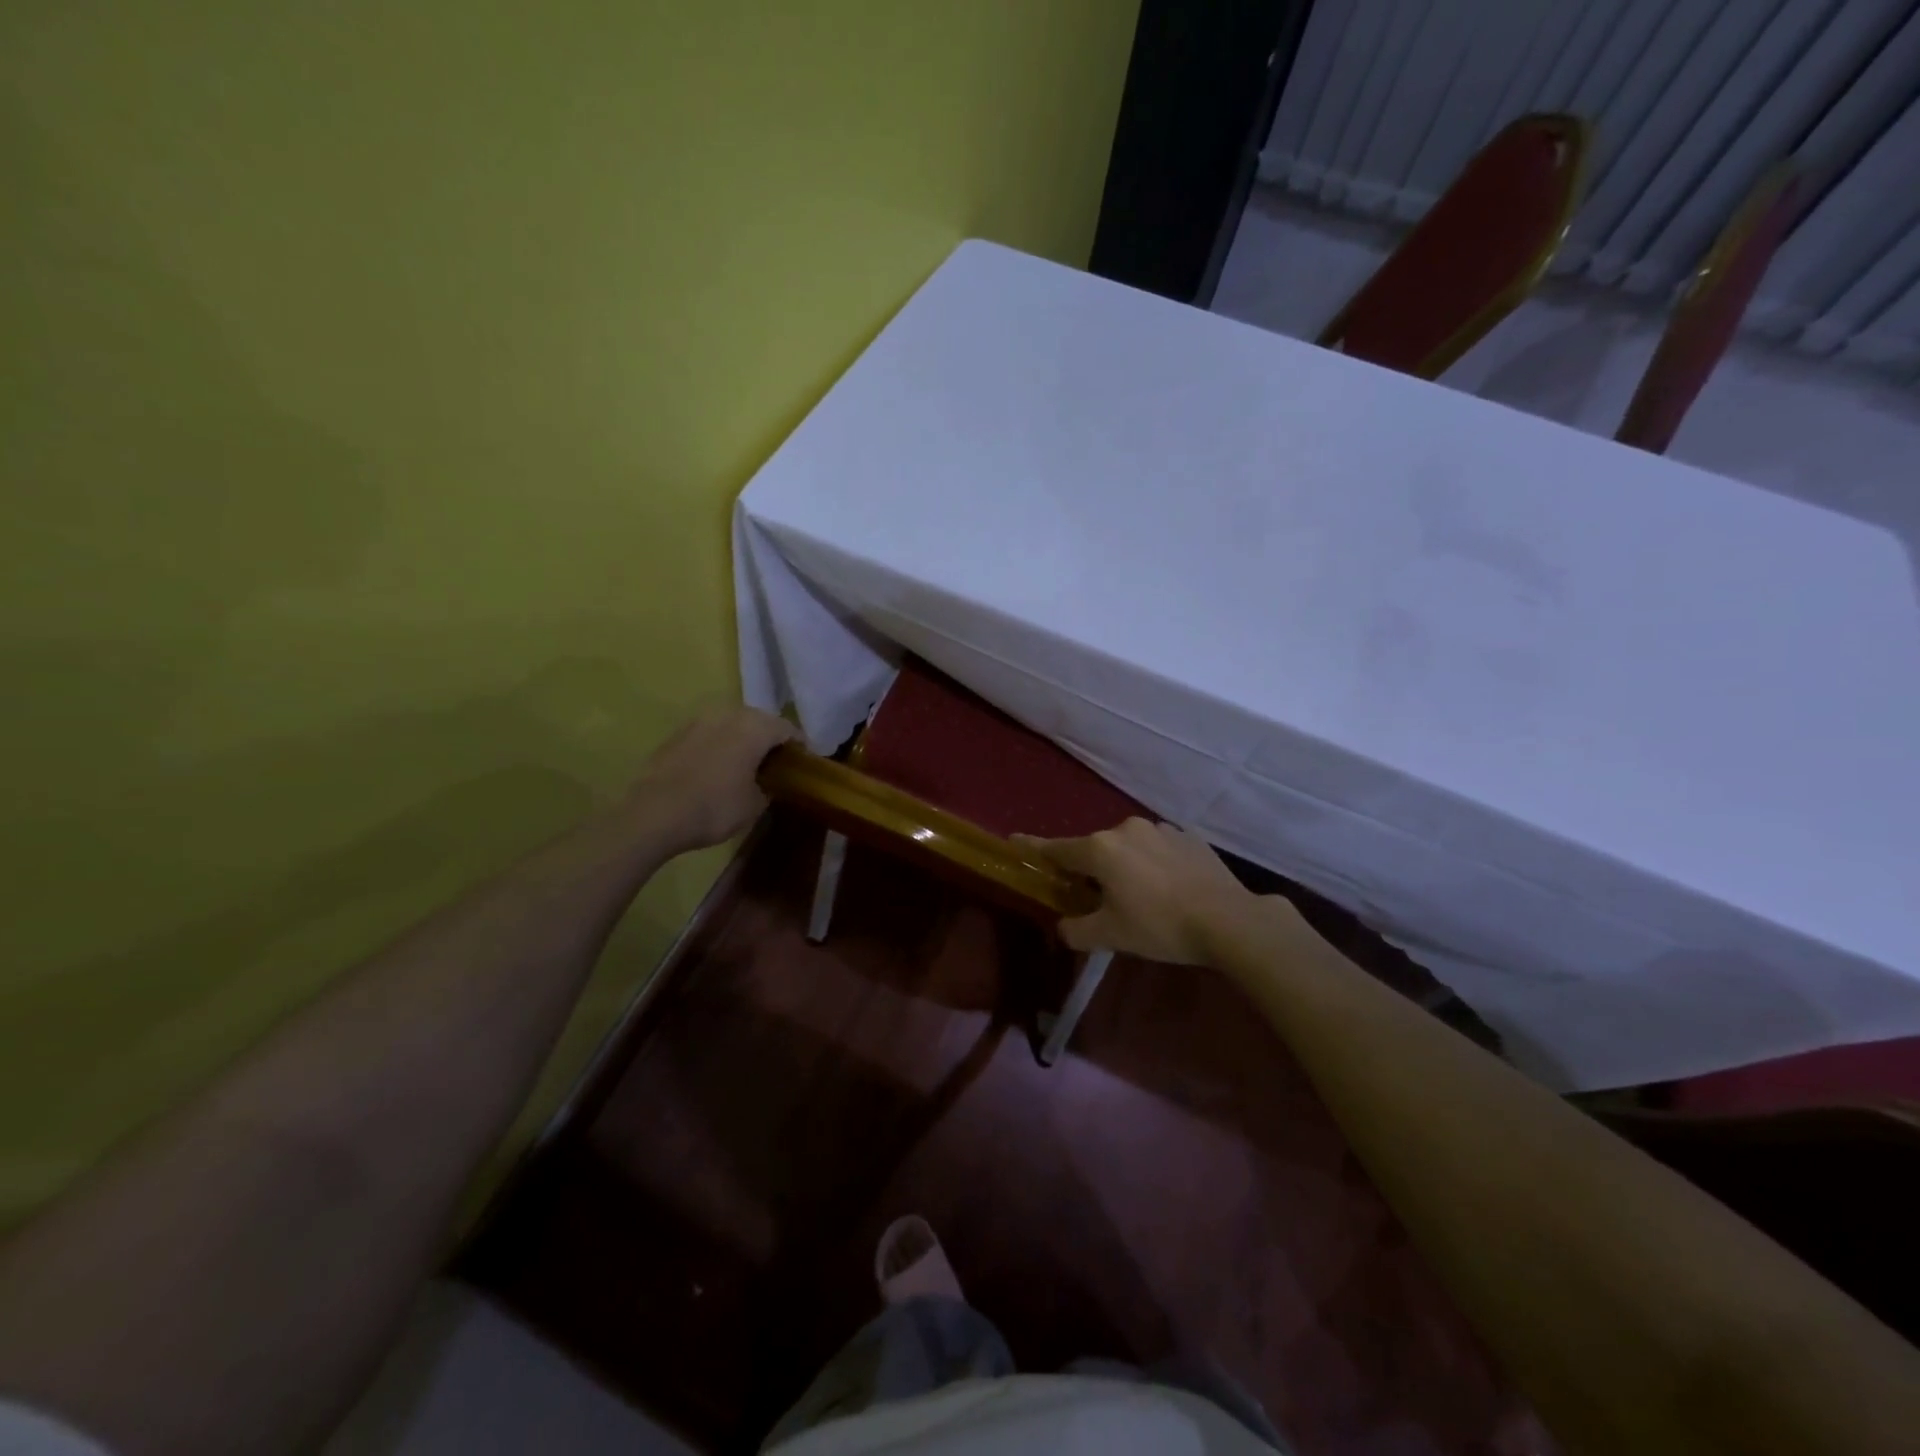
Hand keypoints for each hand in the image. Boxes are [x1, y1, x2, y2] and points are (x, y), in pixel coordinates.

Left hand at [631, 706, 797, 851]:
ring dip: (742, 741)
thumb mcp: (754, 805)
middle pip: (759, 721)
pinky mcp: (676, 734)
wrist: (654, 814)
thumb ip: (768, 787)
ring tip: (746, 765)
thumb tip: (767, 783)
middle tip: (776, 764)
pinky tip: (717, 769)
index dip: (798, 746)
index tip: (803, 764)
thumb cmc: (714, 807)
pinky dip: (719, 747)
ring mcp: (699, 721)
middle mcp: (728, 714)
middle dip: (769, 740)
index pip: (787, 729)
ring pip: (732, 725)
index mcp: (754, 727)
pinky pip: (709, 735)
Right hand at [1018, 818, 1260, 963]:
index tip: (1015, 840)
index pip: (1057, 848)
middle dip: (1092, 869)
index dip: (1034, 848)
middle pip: (1096, 849)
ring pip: (1130, 847)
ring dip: (1127, 865)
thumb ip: (1077, 931)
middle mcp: (1126, 829)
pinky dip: (1155, 864)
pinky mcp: (1189, 836)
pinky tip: (1171, 888)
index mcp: (1100, 850)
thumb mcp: (1111, 936)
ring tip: (1142, 896)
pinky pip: (1159, 848)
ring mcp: (1160, 829)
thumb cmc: (1160, 926)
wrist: (1229, 919)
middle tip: (1098, 898)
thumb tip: (1064, 927)